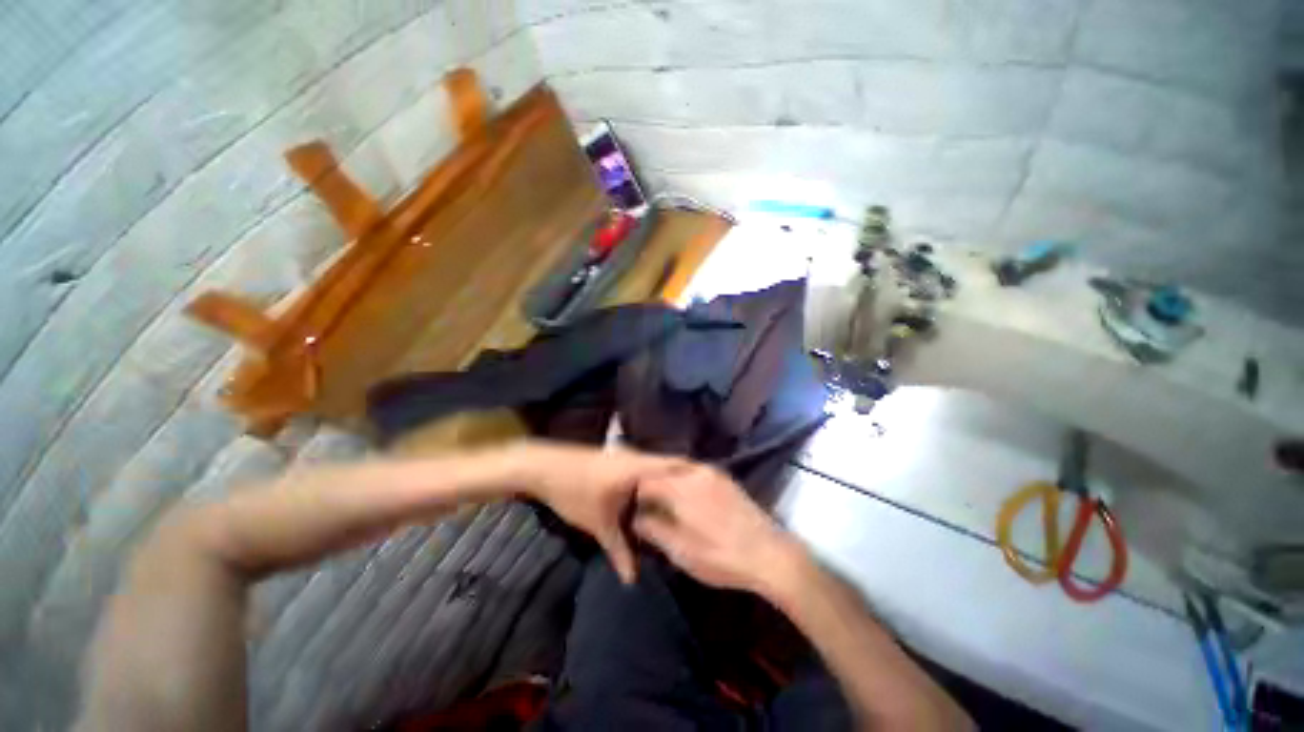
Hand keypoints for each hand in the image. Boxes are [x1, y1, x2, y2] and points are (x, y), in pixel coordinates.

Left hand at [508, 441, 686, 583]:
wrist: (544, 467)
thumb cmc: (574, 492)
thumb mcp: (597, 524)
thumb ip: (618, 550)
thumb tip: (633, 580)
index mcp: (637, 468)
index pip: (673, 466)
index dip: (692, 474)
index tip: (710, 487)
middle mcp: (634, 457)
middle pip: (665, 465)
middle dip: (681, 478)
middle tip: (699, 496)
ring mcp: (622, 456)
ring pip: (651, 465)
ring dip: (664, 477)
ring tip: (681, 494)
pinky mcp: (612, 458)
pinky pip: (639, 466)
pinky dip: (648, 477)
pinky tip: (650, 492)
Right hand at [633, 465, 802, 594]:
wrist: (770, 554)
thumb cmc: (721, 556)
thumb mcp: (681, 551)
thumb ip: (654, 530)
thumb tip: (636, 518)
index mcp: (681, 487)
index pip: (646, 480)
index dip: (635, 494)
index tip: (632, 509)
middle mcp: (695, 471)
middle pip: (663, 470)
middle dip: (652, 486)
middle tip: (646, 508)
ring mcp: (713, 473)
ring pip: (680, 470)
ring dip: (669, 483)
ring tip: (665, 505)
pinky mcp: (726, 479)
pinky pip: (696, 473)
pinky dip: (685, 482)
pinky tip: (688, 501)